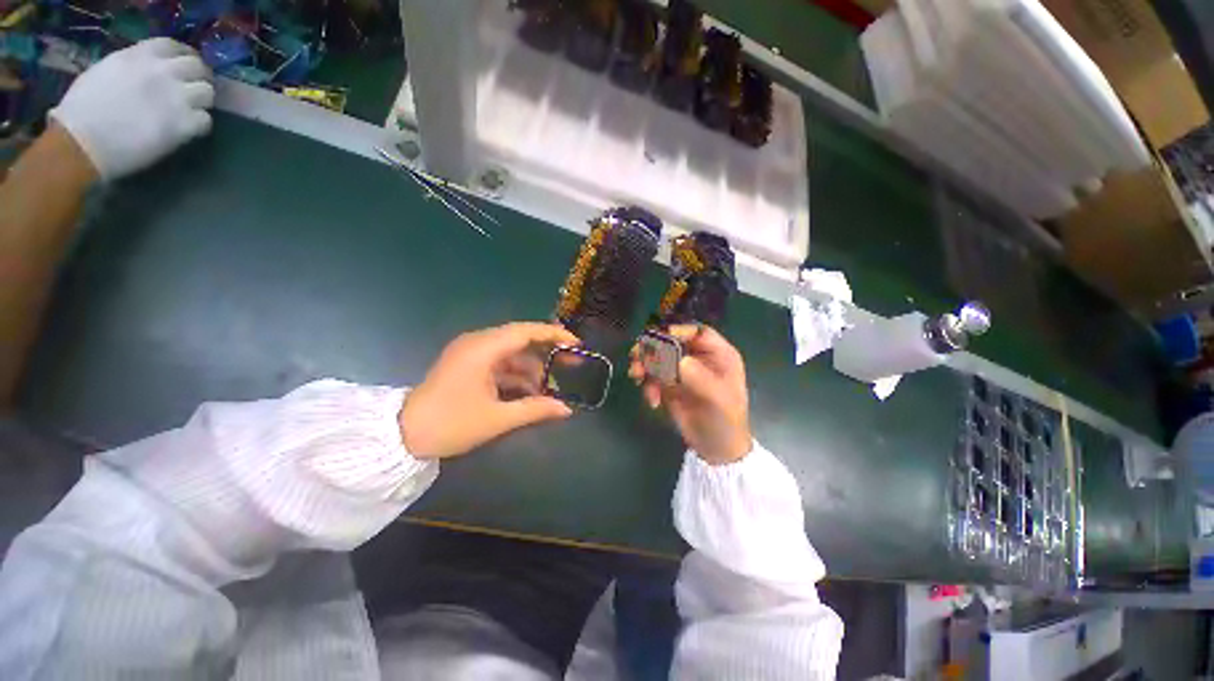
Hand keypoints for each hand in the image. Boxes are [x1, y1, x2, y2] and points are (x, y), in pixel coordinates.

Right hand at [49, 38, 214, 181]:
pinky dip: (201, 124)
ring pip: (207, 93)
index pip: (174, 46)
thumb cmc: (83, 109)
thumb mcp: (106, 70)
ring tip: (191, 110)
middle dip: (199, 78)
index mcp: (138, 55)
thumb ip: (133, 65)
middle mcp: (161, 72)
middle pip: (198, 67)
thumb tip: (150, 69)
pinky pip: (205, 120)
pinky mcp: (182, 125)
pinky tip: (189, 129)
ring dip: (202, 101)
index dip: (184, 56)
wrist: (81, 142)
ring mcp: (174, 98)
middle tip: (194, 89)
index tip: (184, 67)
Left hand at [399, 322, 579, 458]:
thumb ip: (535, 409)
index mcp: (483, 349)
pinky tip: (529, 392)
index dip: (554, 334)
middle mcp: (477, 343)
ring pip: (511, 353)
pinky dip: (516, 375)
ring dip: (531, 368)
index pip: (526, 331)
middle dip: (546, 352)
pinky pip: (499, 363)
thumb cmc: (450, 424)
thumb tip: (566, 410)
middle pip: (521, 339)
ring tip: (549, 389)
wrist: (402, 436)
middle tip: (570, 364)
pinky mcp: (467, 364)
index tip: (576, 344)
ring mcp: (471, 353)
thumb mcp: (497, 418)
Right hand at [629, 325, 752, 464]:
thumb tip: (678, 360)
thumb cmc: (725, 421)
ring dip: (644, 365)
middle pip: (671, 341)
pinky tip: (652, 400)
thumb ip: (699, 377)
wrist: (715, 448)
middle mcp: (697, 357)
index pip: (697, 332)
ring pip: (657, 356)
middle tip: (637, 357)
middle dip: (652, 348)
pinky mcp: (668, 384)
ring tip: (636, 377)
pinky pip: (651, 376)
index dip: (678, 330)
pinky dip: (647, 385)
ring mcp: (681, 370)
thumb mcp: (717, 399)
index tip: (658, 338)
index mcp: (717, 354)